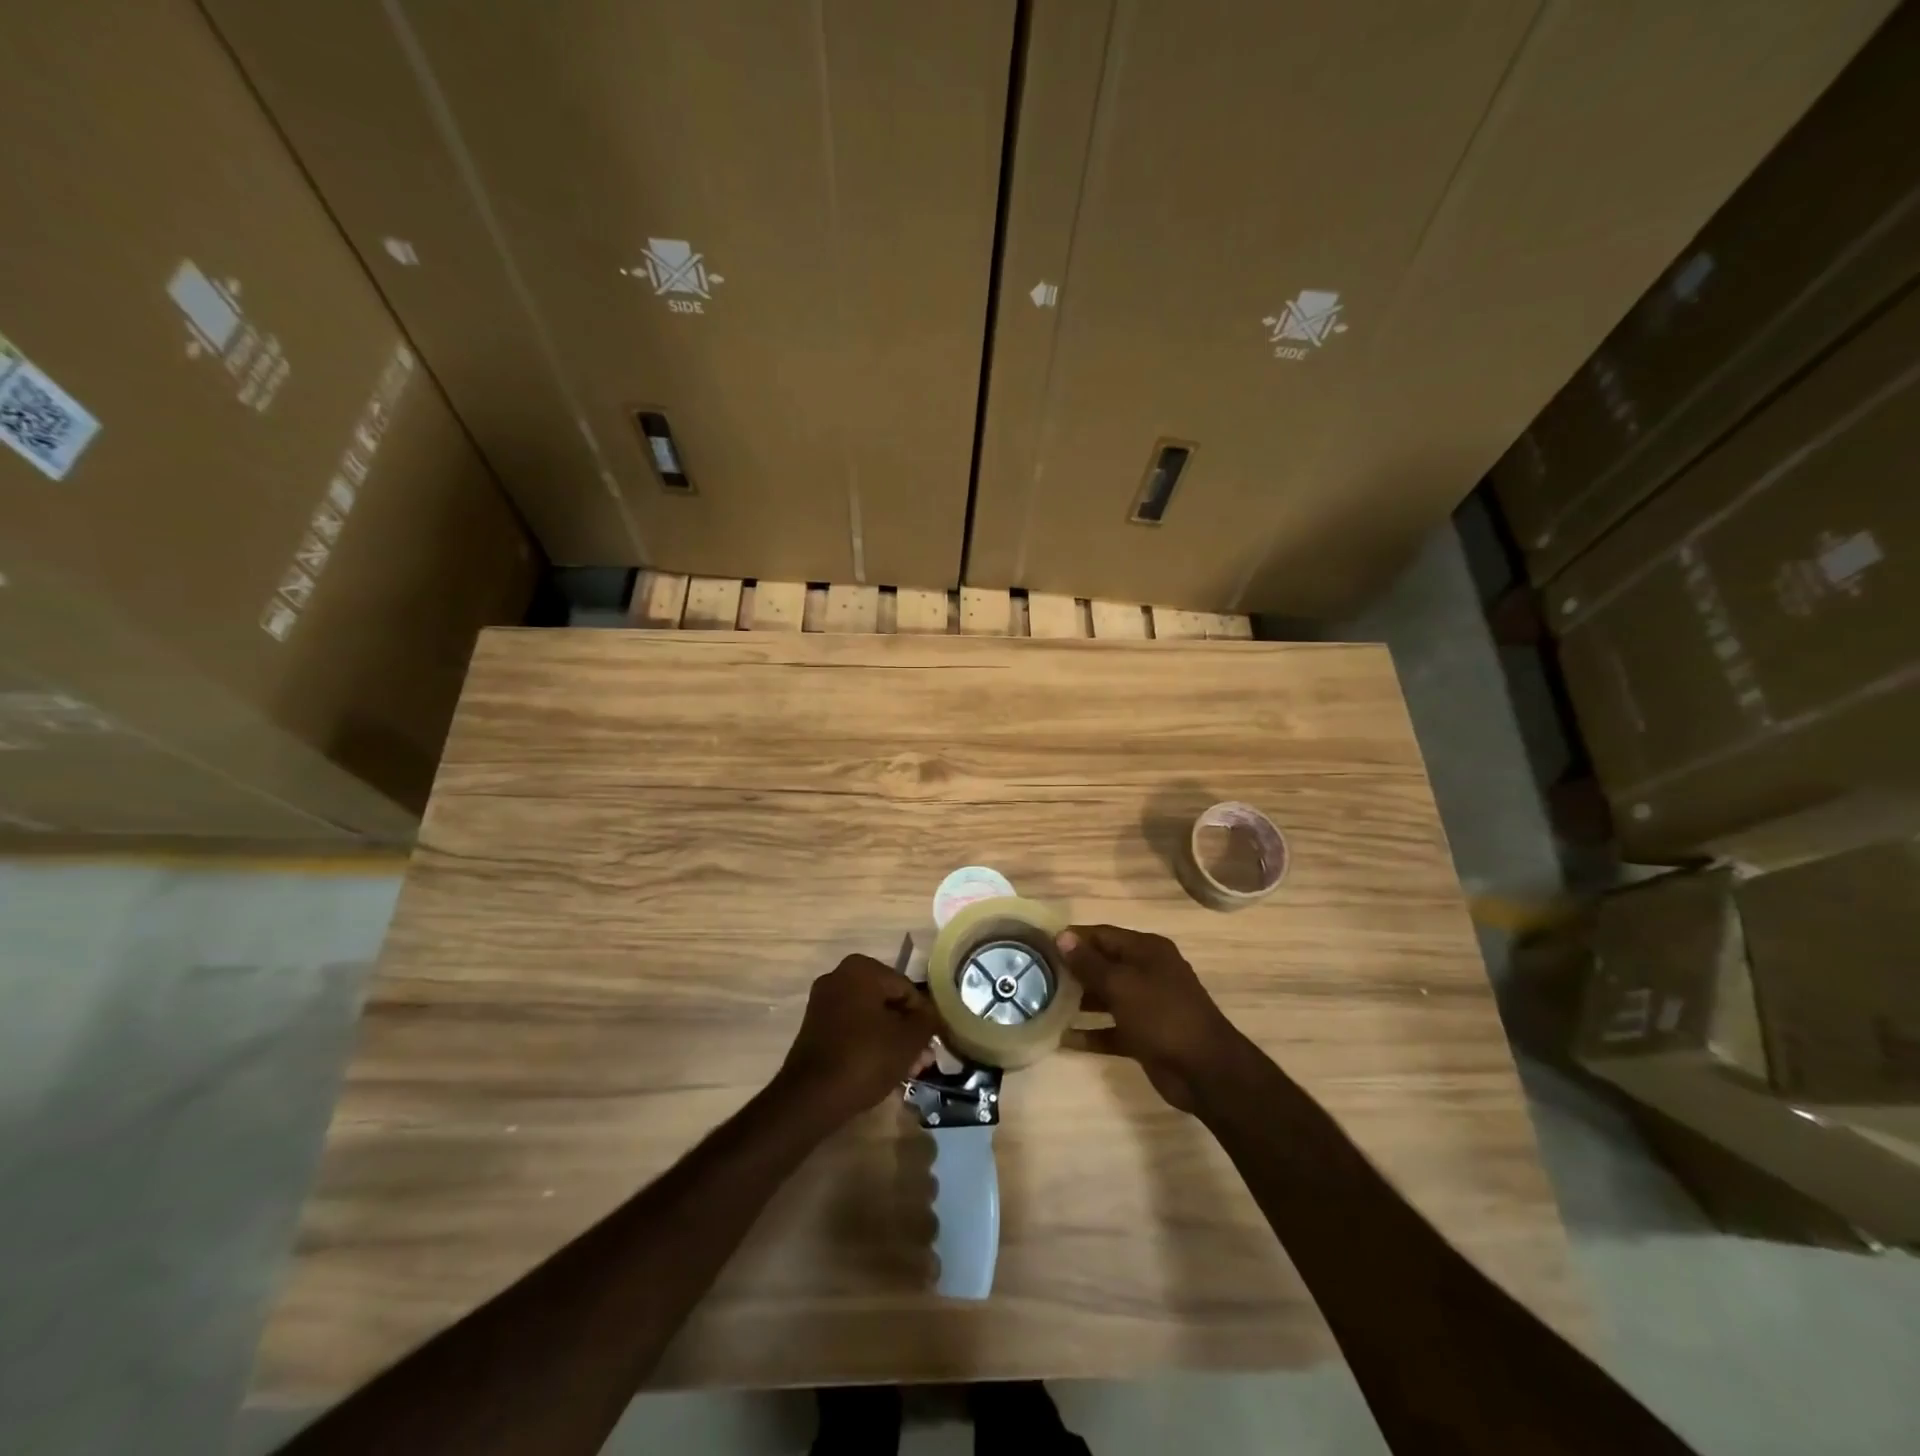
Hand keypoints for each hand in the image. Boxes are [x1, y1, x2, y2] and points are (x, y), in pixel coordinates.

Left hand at [775, 954, 938, 1123]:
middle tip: (922, 1060)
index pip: (907, 989)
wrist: (811, 1097)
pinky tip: (885, 1068)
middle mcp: (839, 976)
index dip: (923, 1018)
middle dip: (907, 1031)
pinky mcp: (814, 1026)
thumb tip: (931, 1014)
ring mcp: (823, 1001)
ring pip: (871, 1017)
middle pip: (888, 1002)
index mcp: (862, 969)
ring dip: (892, 1040)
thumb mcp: (909, 1039)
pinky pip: (852, 1028)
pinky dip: (870, 1043)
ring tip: (909, 1070)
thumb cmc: (866, 1058)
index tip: (932, 1044)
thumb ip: (927, 1019)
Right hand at [1055, 925, 1246, 1112]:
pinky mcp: (1144, 1035)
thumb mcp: (1122, 985)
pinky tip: (1062, 1038)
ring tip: (1043, 1003)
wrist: (1205, 1071)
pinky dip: (1091, 1032)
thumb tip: (1062, 936)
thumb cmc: (1162, 1015)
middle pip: (1103, 965)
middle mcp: (1147, 972)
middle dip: (1072, 970)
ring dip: (1078, 1001)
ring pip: (1105, 997)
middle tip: (1036, 975)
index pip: (1102, 935)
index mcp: (1147, 950)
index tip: (1040, 944)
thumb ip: (1089, 963)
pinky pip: (1111, 1029)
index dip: (1073, 938)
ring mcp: (1147, 1005)